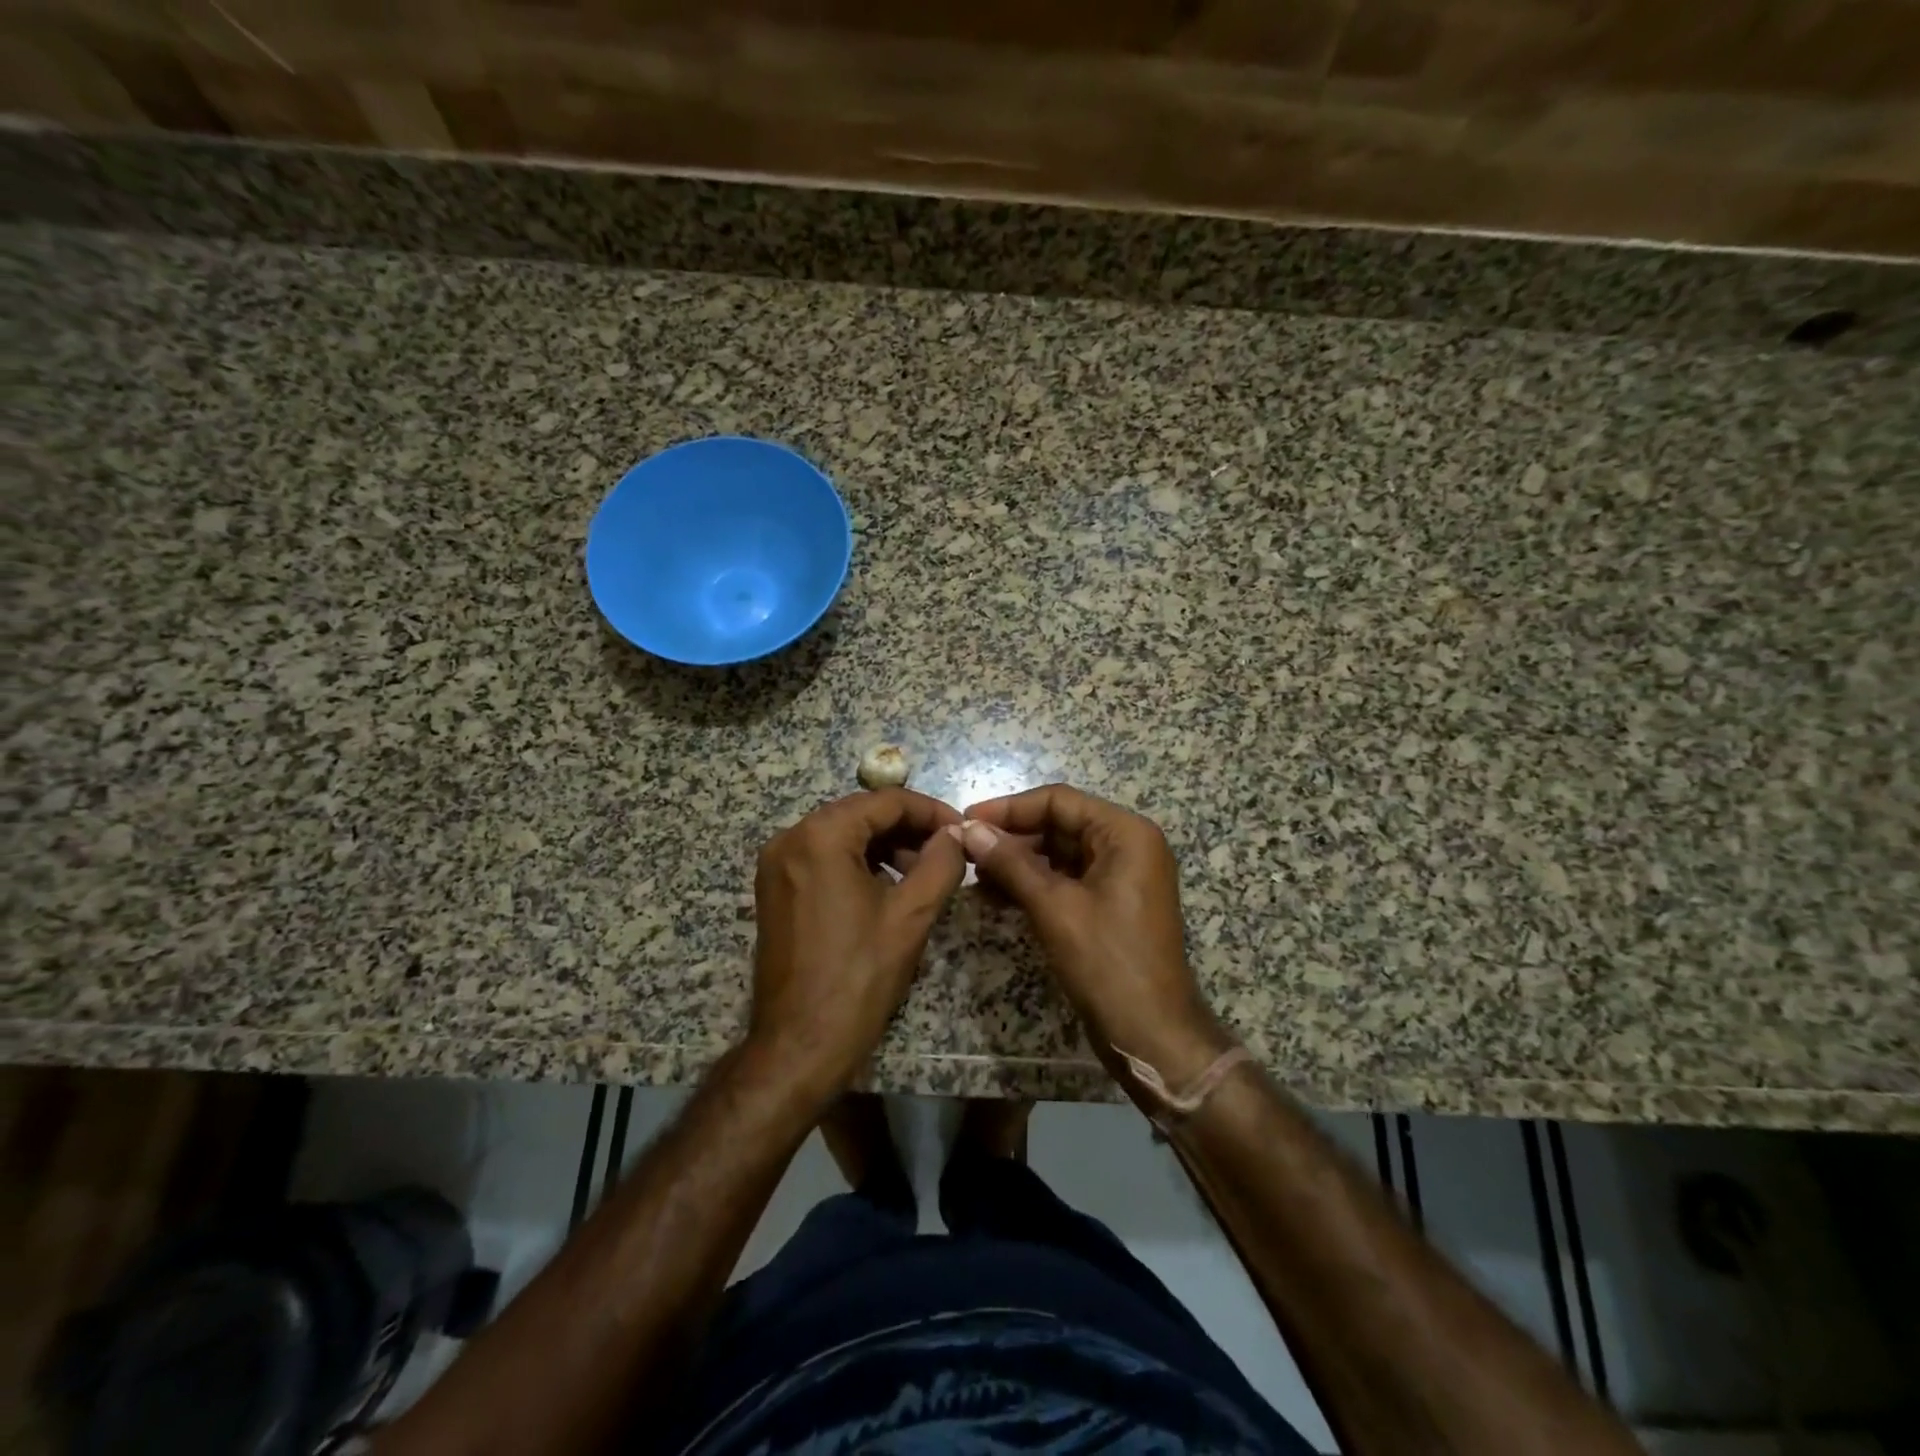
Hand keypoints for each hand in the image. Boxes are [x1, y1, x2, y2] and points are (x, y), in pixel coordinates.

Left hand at [750, 789, 965, 1098]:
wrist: (799, 1044)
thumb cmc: (859, 977)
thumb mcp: (911, 915)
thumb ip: (940, 863)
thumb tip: (956, 834)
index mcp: (819, 836)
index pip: (885, 801)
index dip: (930, 811)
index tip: (962, 830)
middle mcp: (790, 839)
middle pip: (861, 814)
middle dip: (909, 828)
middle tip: (948, 851)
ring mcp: (777, 865)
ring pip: (843, 835)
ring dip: (886, 845)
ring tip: (924, 872)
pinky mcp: (776, 890)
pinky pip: (825, 858)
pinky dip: (860, 863)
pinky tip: (889, 887)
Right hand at [959, 785, 1233, 1098]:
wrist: (1152, 1035)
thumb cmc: (1107, 962)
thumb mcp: (1054, 907)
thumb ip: (1010, 862)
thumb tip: (968, 828)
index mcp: (1126, 833)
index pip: (1059, 801)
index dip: (1010, 808)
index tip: (967, 819)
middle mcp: (1128, 845)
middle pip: (1059, 824)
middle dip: (1012, 837)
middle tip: (965, 850)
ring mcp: (1120, 876)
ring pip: (1059, 853)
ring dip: (1017, 862)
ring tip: (974, 874)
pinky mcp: (1110, 904)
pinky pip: (1066, 880)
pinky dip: (1033, 884)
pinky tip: (995, 895)